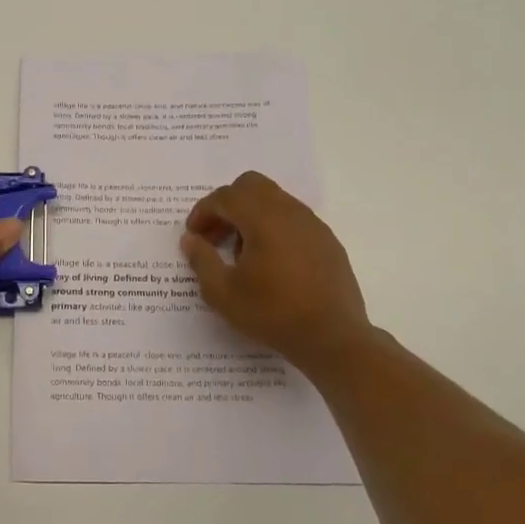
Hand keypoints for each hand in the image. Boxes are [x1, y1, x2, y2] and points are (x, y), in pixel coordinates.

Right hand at [180, 171, 373, 369]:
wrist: (333, 338)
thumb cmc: (273, 313)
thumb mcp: (223, 293)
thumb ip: (202, 260)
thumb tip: (191, 239)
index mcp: (263, 218)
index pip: (225, 197)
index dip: (203, 212)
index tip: (193, 235)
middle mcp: (289, 211)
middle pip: (251, 185)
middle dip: (227, 205)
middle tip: (215, 236)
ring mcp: (312, 224)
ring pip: (274, 199)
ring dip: (250, 215)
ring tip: (241, 252)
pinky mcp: (327, 240)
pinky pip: (293, 218)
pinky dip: (273, 226)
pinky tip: (270, 262)